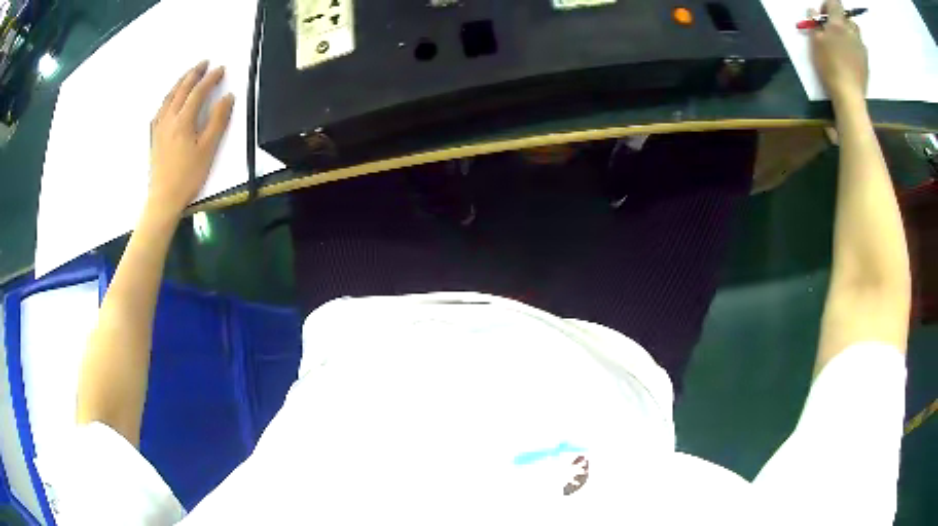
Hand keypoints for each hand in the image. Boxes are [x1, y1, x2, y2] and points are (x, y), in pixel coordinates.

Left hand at [148, 60, 234, 215]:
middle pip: (181, 90)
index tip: (221, 69)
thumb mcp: (208, 149)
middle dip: (193, 74)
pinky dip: (167, 99)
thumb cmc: (188, 176)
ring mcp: (158, 127)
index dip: (211, 78)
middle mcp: (169, 118)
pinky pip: (159, 110)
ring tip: (188, 75)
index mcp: (183, 120)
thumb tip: (228, 97)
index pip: (198, 91)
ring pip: (168, 97)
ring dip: (179, 83)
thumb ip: (218, 121)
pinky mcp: (153, 137)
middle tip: (204, 63)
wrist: (163, 199)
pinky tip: (169, 100)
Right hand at [808, 0, 868, 105]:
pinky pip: (862, 45)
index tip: (823, 15)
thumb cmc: (829, 66)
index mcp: (838, 24)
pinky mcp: (866, 60)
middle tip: (834, 29)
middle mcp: (851, 32)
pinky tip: (851, 54)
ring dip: (850, 31)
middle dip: (841, 19)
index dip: (828, 5)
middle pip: (848, 17)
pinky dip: (856, 45)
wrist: (849, 95)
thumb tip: (813, 11)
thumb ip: (814, 23)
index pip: (835, 3)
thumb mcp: (815, 41)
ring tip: (844, 41)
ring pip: (856, 31)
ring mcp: (861, 47)